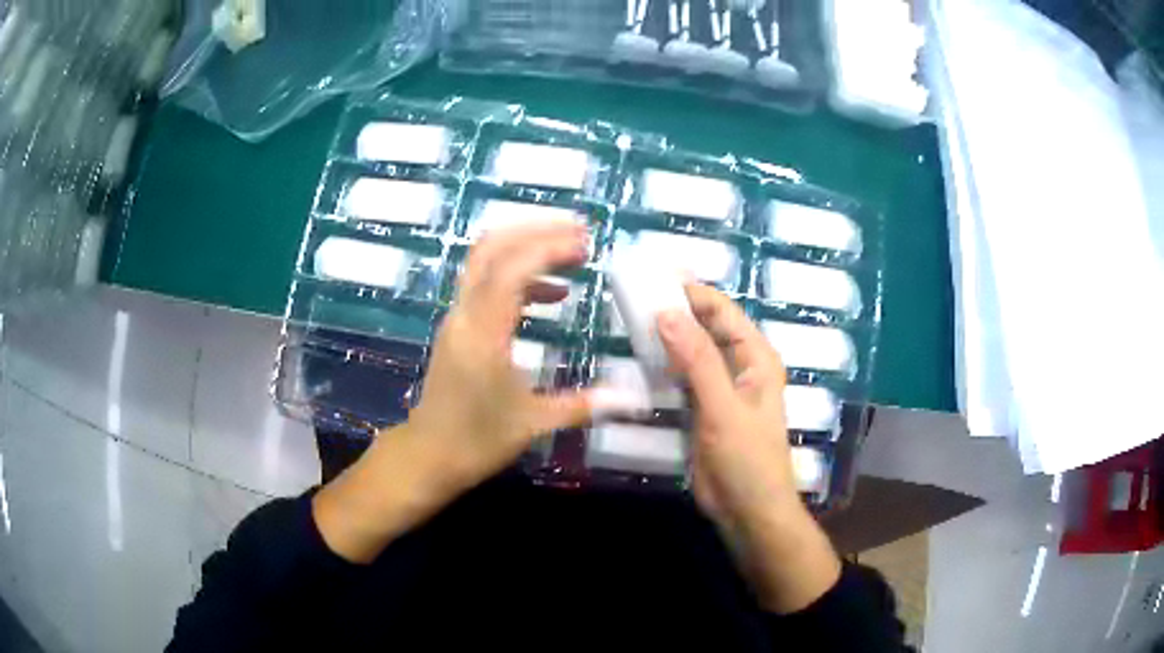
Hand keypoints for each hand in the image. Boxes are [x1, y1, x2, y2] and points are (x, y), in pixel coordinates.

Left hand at [408, 221, 601, 489]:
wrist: (428, 456)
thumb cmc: (477, 441)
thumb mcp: (534, 424)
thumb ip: (584, 405)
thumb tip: (632, 398)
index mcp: (483, 334)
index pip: (512, 269)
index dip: (549, 247)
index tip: (587, 244)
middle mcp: (465, 315)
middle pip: (491, 248)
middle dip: (535, 230)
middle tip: (579, 231)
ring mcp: (457, 318)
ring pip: (485, 261)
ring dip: (526, 247)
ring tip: (572, 254)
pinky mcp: (459, 327)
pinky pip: (486, 284)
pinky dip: (519, 276)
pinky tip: (553, 295)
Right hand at [657, 283, 840, 613]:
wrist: (747, 511)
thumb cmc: (746, 460)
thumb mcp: (723, 408)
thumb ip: (697, 361)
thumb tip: (667, 312)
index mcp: (756, 358)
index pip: (723, 312)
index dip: (693, 292)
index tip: (654, 277)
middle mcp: (740, 367)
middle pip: (707, 327)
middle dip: (676, 311)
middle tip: (635, 296)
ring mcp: (721, 389)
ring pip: (693, 352)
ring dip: (668, 337)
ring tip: (631, 320)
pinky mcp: (704, 409)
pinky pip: (683, 378)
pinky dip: (665, 366)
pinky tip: (640, 359)